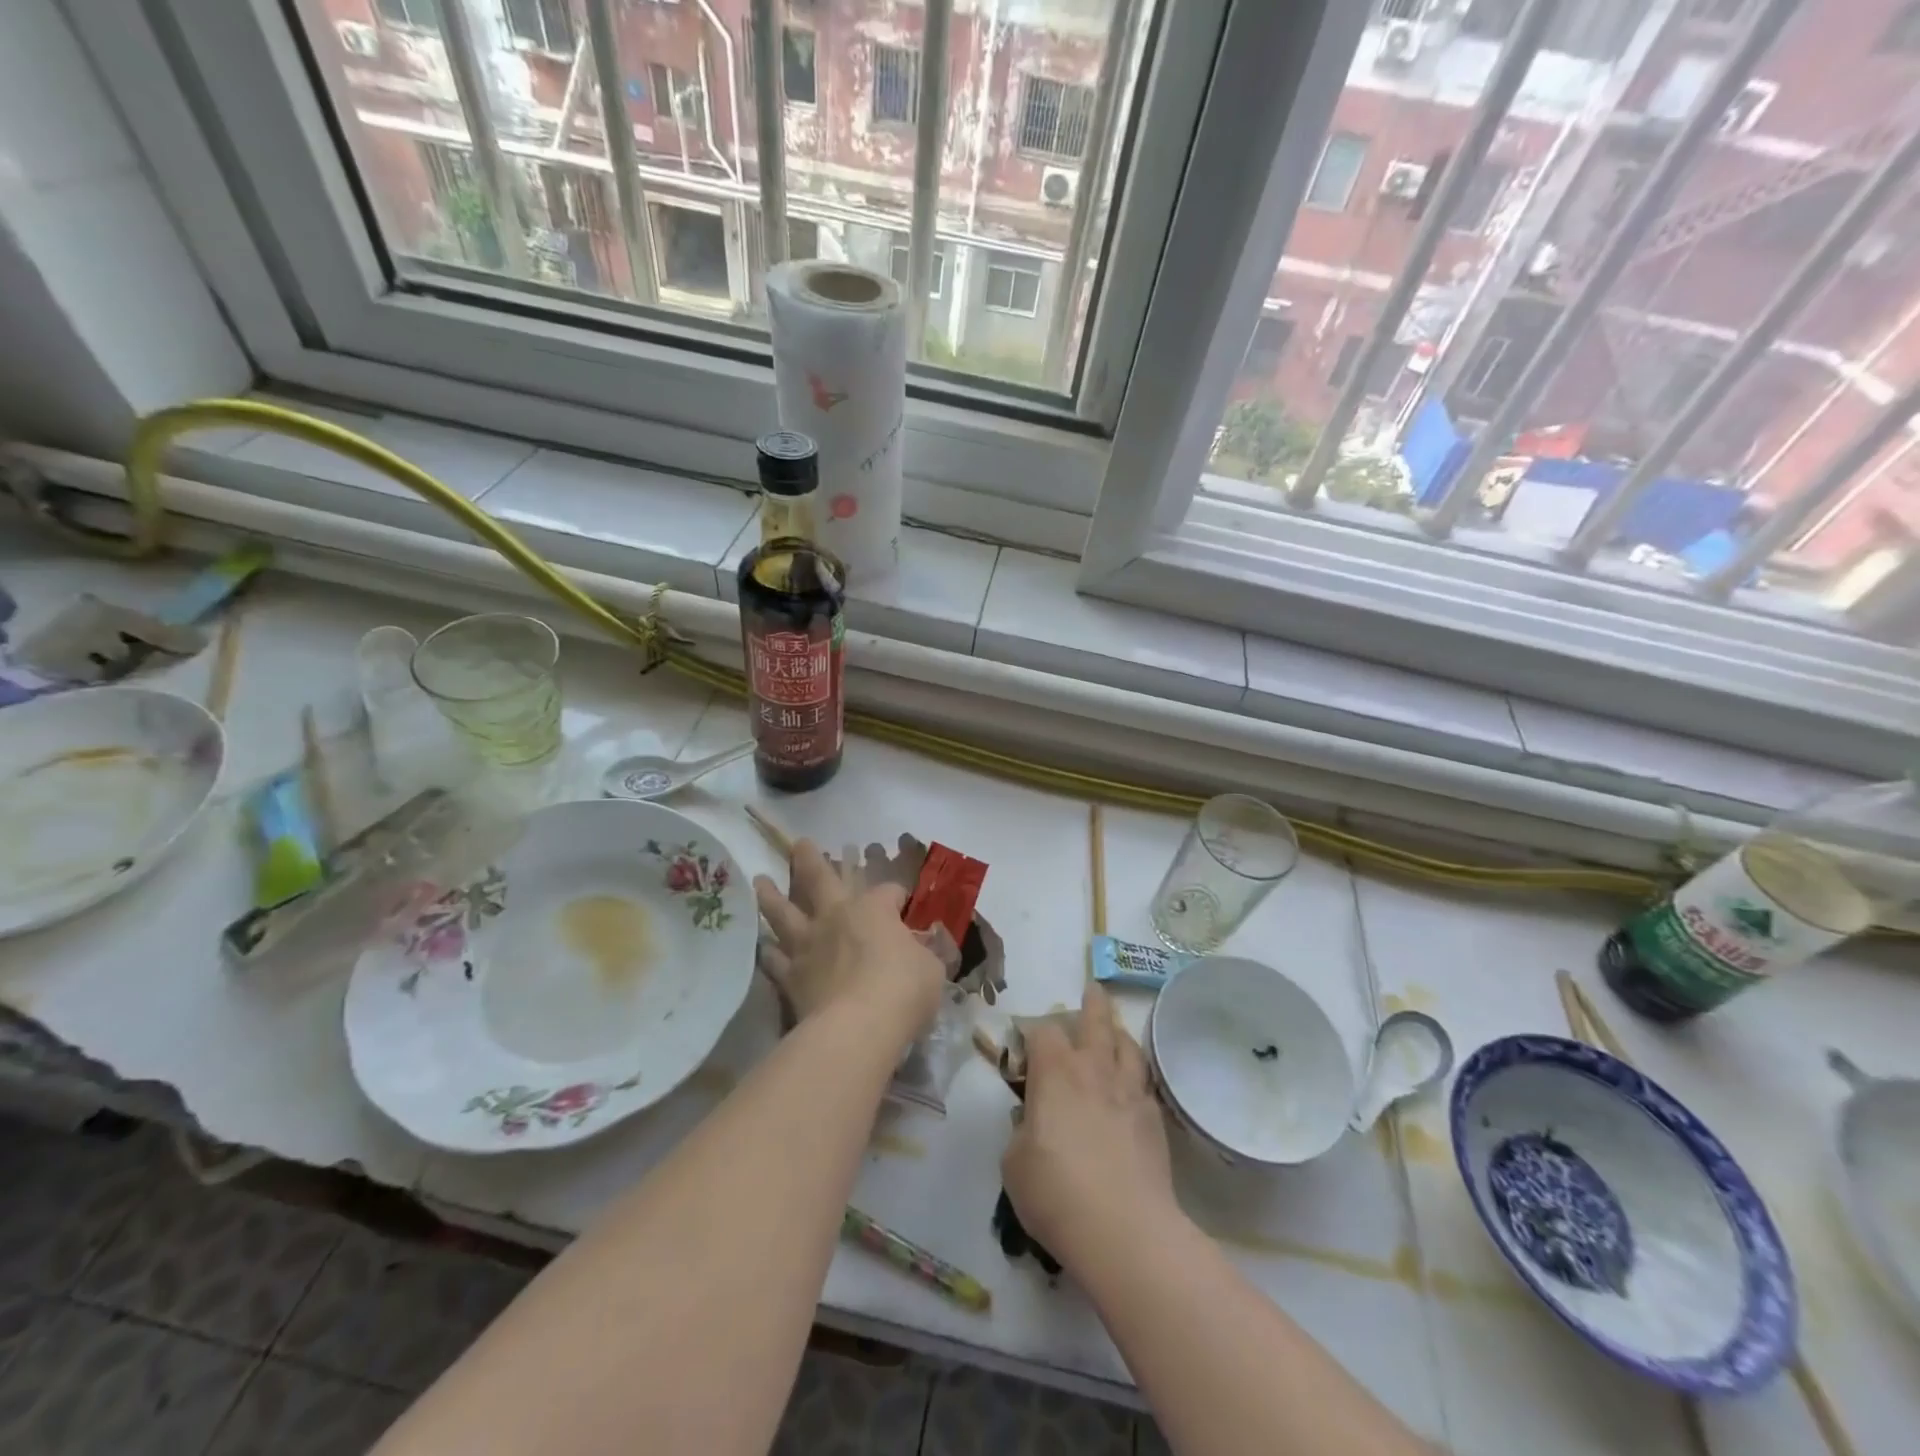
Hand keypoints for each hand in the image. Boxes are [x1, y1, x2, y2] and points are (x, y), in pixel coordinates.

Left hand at [753, 839, 945, 1040]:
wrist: (856, 1029)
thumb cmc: (903, 990)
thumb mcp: (932, 969)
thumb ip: (925, 955)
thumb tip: (924, 950)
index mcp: (873, 909)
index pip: (888, 892)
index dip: (898, 895)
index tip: (904, 903)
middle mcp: (836, 917)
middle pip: (819, 879)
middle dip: (810, 859)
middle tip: (799, 843)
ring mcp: (808, 945)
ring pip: (784, 912)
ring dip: (771, 895)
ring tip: (760, 881)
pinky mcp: (790, 977)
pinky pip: (774, 960)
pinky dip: (767, 952)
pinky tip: (762, 947)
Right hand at [1001, 983, 1181, 1269]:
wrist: (1124, 1230)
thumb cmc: (1056, 1191)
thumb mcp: (1015, 1162)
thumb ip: (1022, 1131)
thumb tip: (1033, 1122)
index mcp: (1055, 1072)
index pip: (1043, 1031)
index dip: (1034, 1032)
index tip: (1027, 1045)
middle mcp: (1094, 1069)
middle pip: (1096, 1020)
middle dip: (1092, 1003)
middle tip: (1092, 989)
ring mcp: (1129, 1092)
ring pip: (1128, 1045)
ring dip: (1119, 1033)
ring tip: (1116, 1030)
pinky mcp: (1155, 1119)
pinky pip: (1145, 1082)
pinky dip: (1136, 1074)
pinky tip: (1133, 1084)